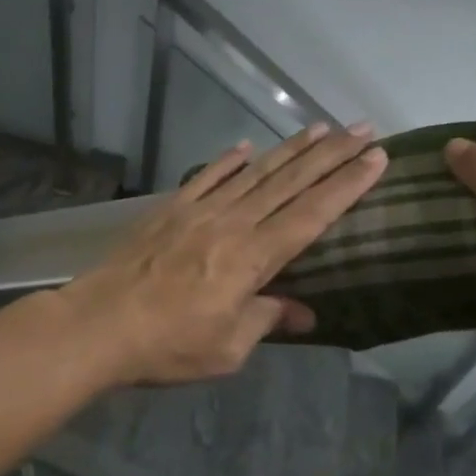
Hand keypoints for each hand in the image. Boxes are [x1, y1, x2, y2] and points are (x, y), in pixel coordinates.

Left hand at [60, 123, 386, 385]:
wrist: (98, 325)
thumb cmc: (167, 345)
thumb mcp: (227, 348)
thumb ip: (266, 320)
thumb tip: (303, 312)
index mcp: (253, 258)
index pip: (312, 215)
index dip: (347, 185)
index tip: (377, 157)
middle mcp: (232, 224)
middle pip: (289, 183)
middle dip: (331, 154)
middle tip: (362, 128)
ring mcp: (198, 212)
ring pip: (254, 173)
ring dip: (289, 150)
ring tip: (320, 128)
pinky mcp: (169, 210)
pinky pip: (206, 178)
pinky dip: (227, 161)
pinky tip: (245, 148)